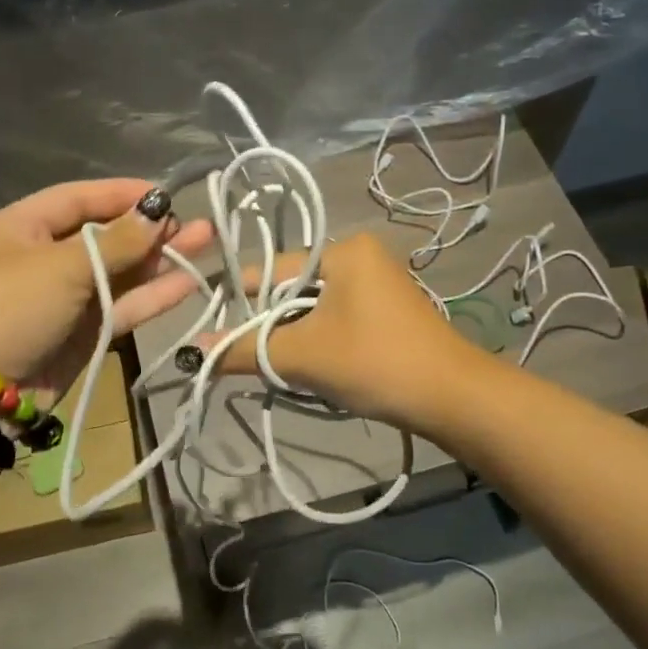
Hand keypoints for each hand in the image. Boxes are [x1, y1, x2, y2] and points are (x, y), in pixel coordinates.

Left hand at [0, 179, 214, 402]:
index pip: (79, 198)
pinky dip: (152, 296)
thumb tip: (158, 211)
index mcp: (22, 228)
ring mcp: (64, 299)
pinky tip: (188, 282)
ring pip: (119, 273)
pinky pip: (121, 307)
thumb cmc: (9, 309)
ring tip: (206, 244)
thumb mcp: (62, 266)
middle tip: (196, 224)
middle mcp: (44, 259)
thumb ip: (117, 241)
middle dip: (149, 230)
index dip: (123, 194)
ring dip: (159, 261)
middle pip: (105, 236)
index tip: (167, 193)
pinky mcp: (81, 335)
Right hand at [202, 233, 479, 435]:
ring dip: (294, 338)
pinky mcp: (389, 312)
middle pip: (293, 289)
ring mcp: (379, 284)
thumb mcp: (301, 355)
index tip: (213, 330)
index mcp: (343, 250)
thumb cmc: (373, 361)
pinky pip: (337, 319)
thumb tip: (194, 350)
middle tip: (249, 359)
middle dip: (270, 325)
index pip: (272, 270)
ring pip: (314, 308)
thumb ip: (245, 349)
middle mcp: (361, 256)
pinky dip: (319, 341)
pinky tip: (314, 369)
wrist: (453, 398)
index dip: (239, 301)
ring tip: (282, 368)